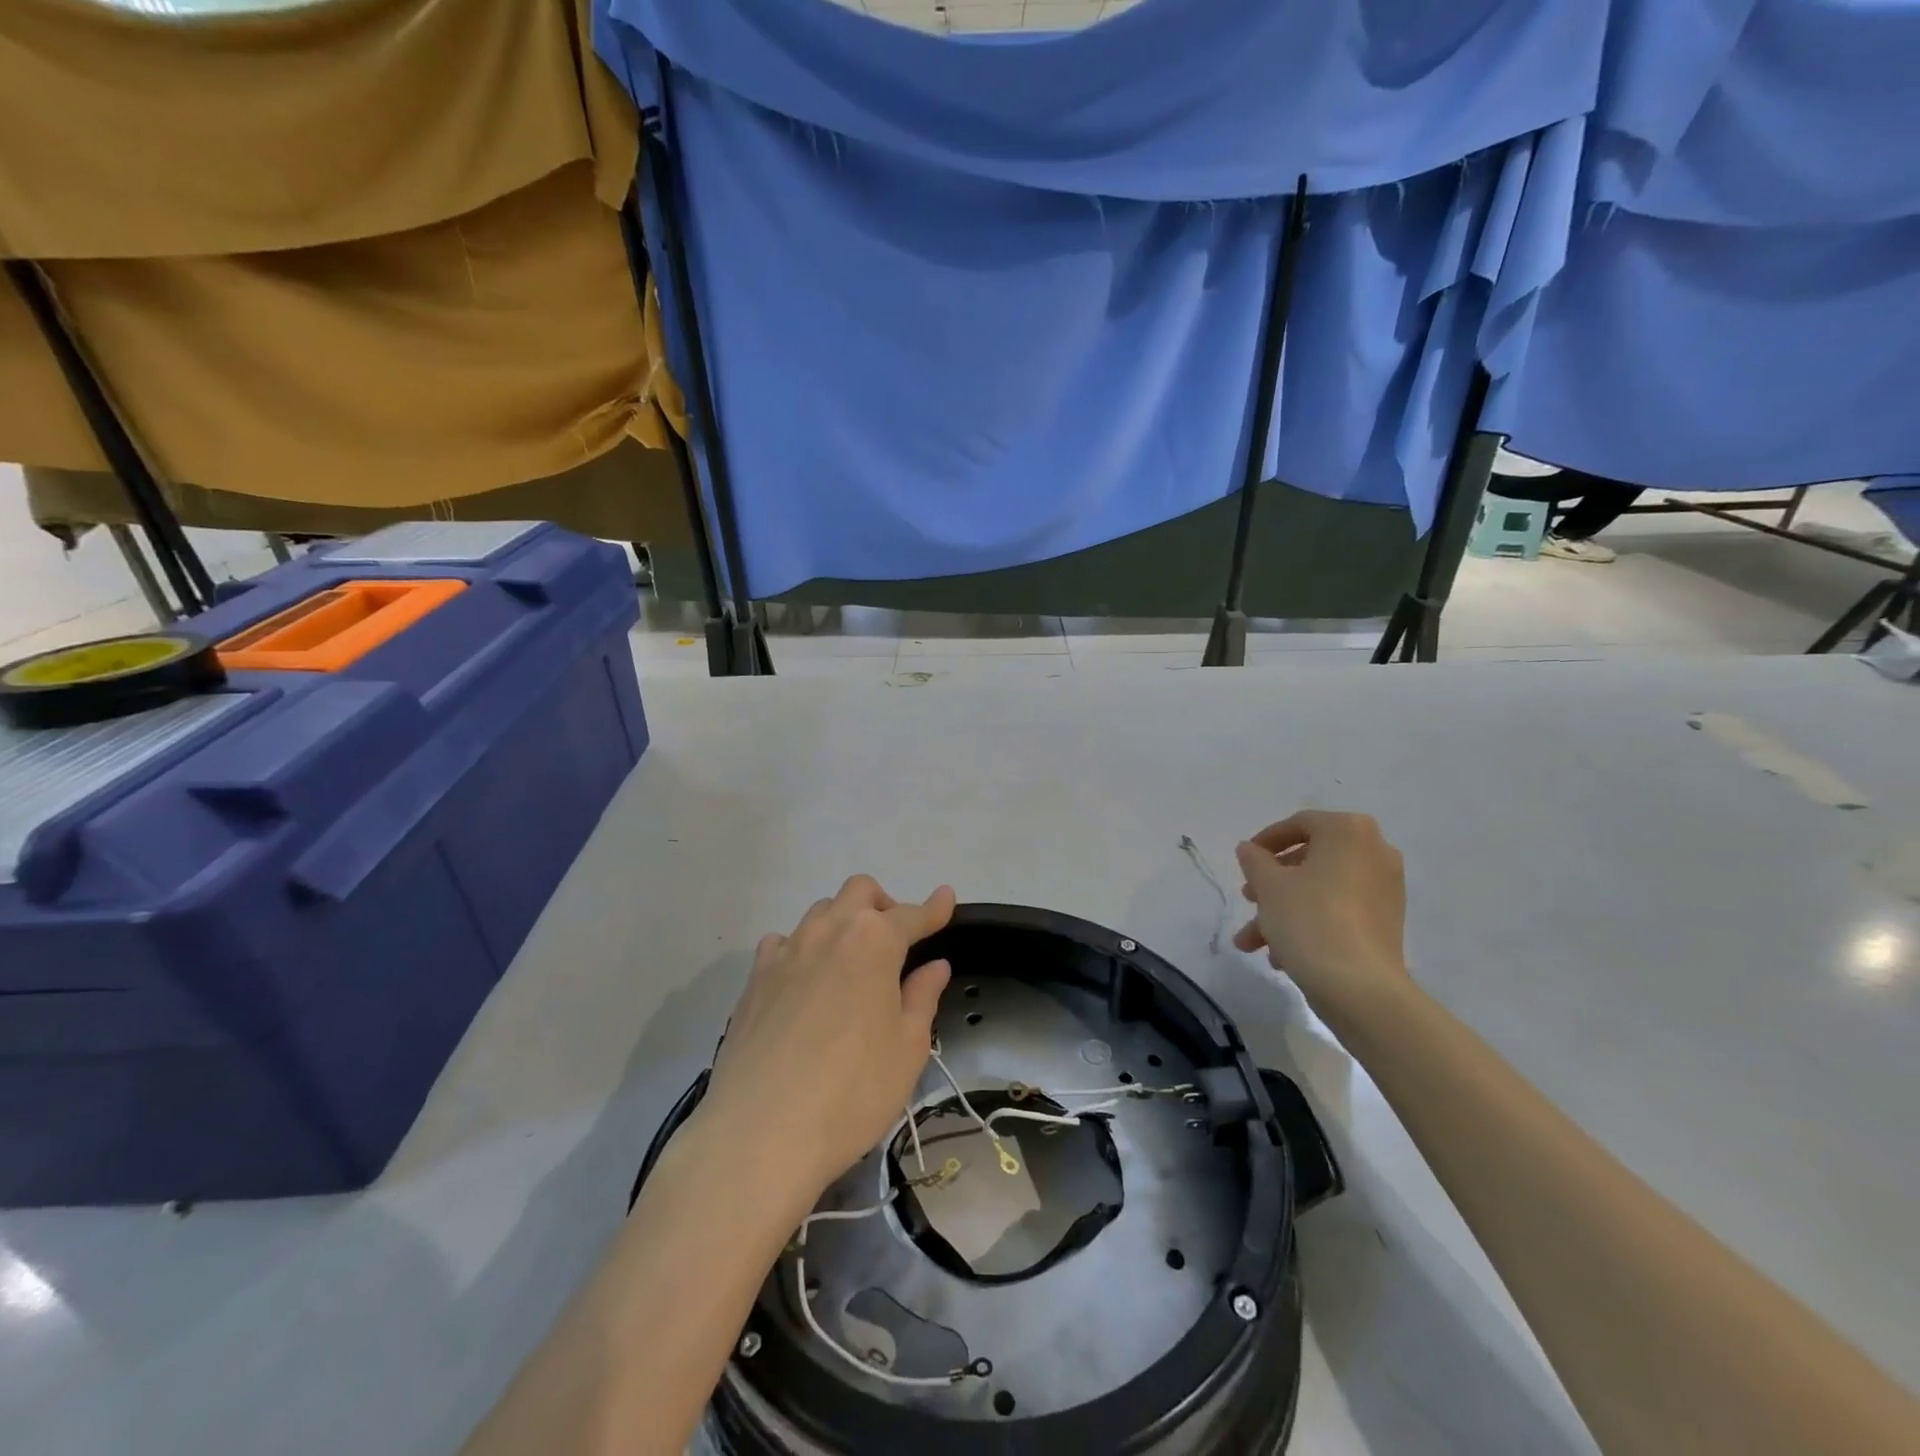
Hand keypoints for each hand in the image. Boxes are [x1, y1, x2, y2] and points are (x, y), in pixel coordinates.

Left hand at [699, 876, 955, 1199]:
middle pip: (859, 893)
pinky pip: (783, 942)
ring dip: (843, 924)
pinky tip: (805, 981)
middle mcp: (828, 931)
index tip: (946, 898)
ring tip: (851, 965)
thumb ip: (922, 997)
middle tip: (896, 944)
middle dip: (883, 905)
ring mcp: (786, 952)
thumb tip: (934, 966)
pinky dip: (802, 948)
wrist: (760, 1133)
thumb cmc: (852, 1091)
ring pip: (820, 913)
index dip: (933, 909)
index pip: (911, 915)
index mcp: (873, 942)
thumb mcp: (907, 1048)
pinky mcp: (754, 979)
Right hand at [1233, 811, 1407, 1013]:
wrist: (1360, 987)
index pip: (1299, 824)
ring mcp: (1385, 888)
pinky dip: (1311, 922)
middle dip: (1272, 883)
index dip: (1265, 841)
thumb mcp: (1268, 885)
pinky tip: (1282, 955)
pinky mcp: (1387, 922)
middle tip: (1248, 900)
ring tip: (1253, 943)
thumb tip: (1250, 850)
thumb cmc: (1309, 920)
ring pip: (1321, 890)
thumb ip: (1254, 859)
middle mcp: (1374, 851)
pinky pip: (1340, 910)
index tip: (1244, 861)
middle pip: (1310, 860)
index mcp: (1348, 831)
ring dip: (1283, 910)